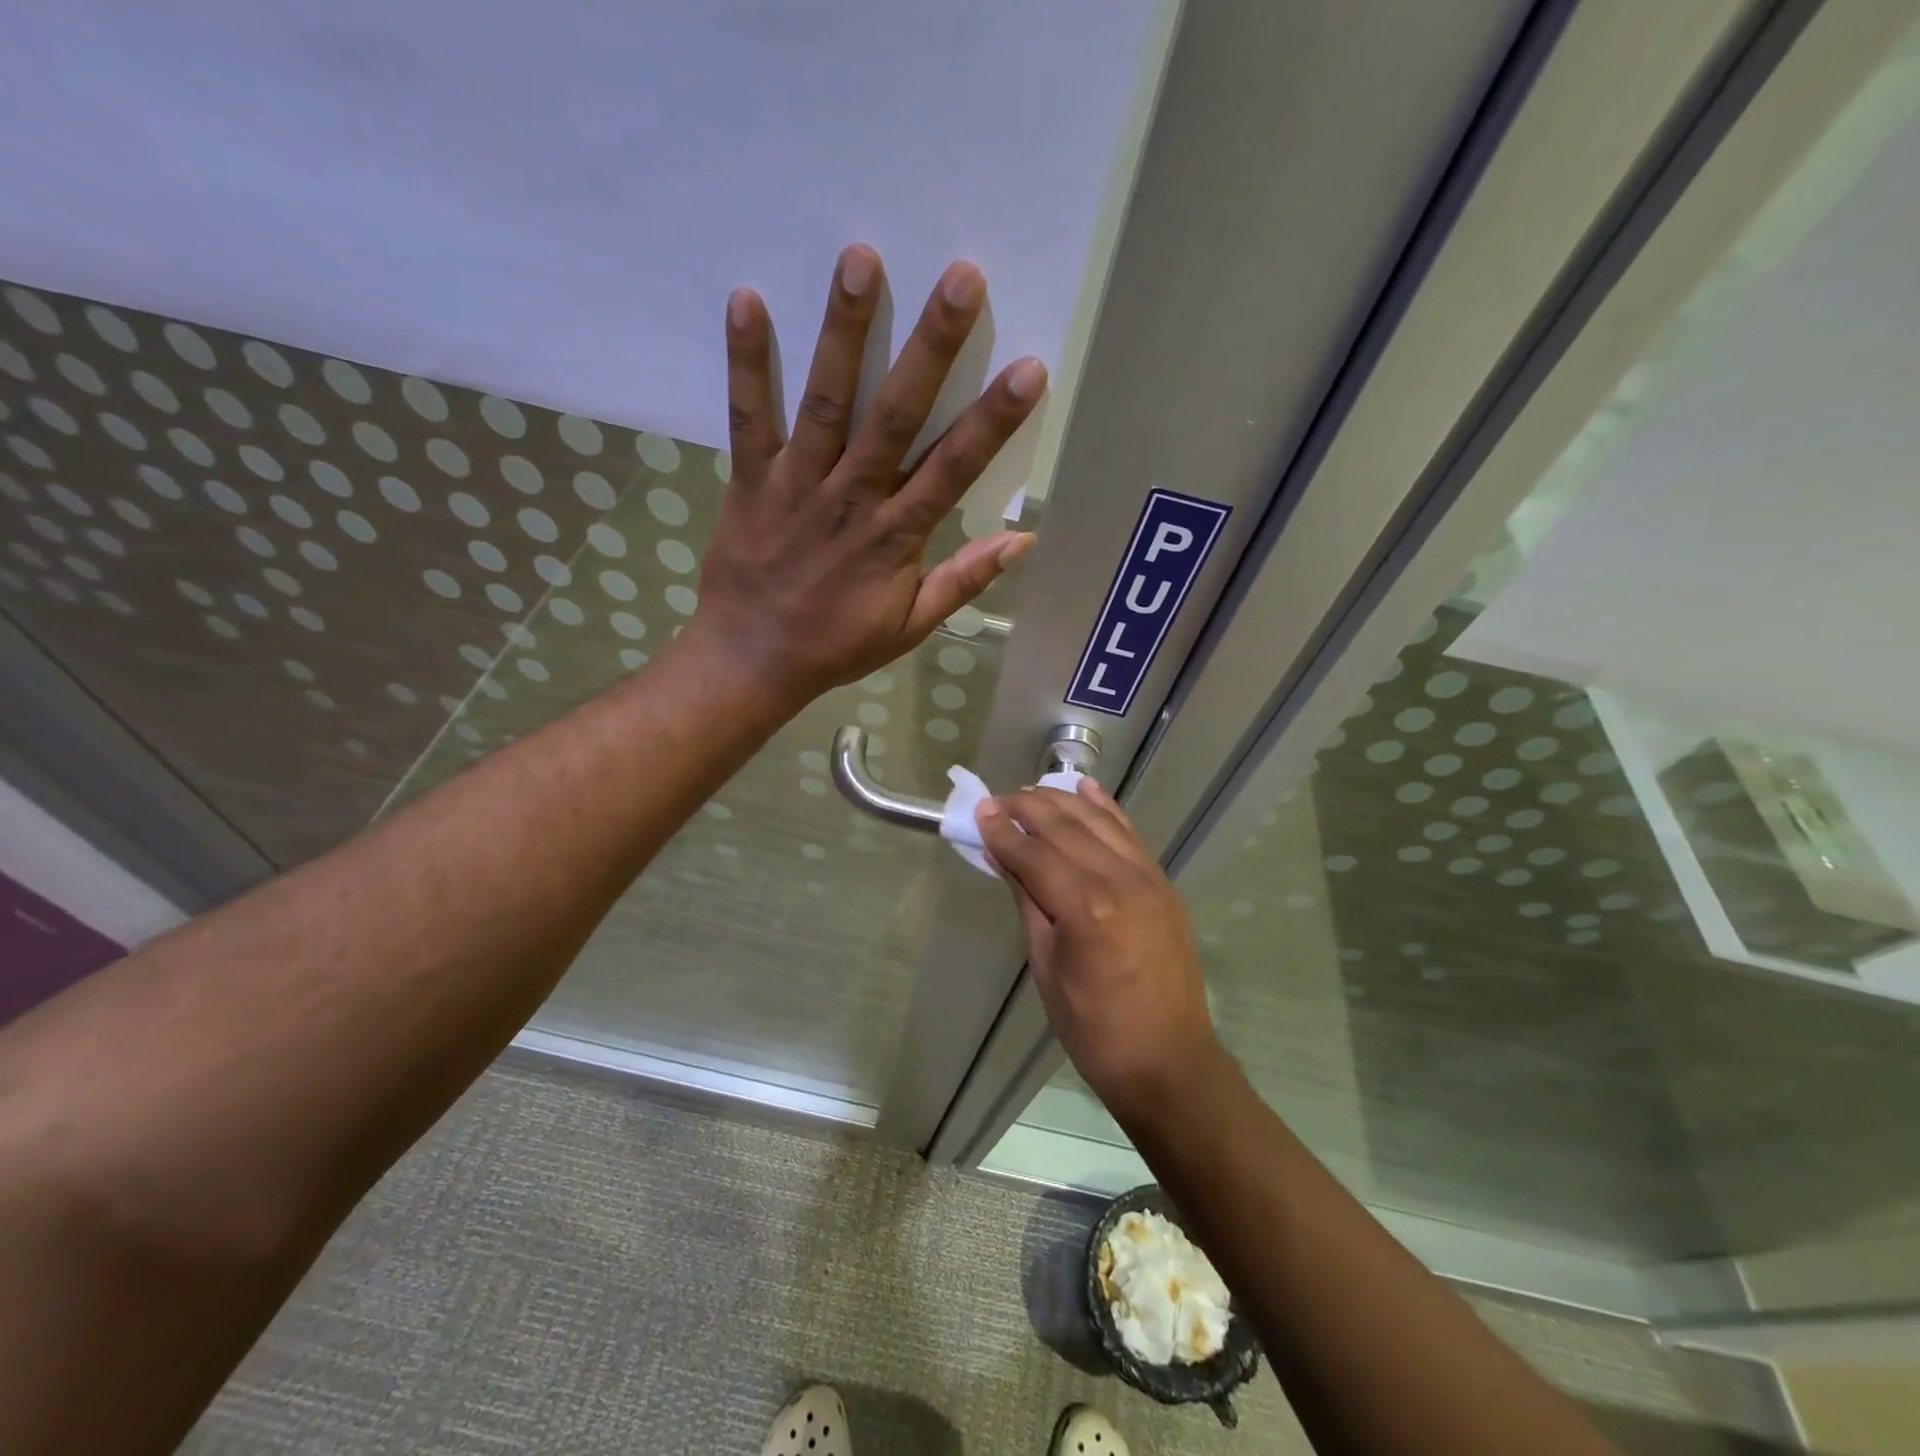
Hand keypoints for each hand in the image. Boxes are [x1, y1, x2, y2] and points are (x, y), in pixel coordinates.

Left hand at [685, 244, 1045, 705]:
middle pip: (896, 416)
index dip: (992, 420)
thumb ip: (963, 581)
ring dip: (844, 333)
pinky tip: (746, 299)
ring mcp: (798, 485)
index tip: (1028, 369)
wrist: (752, 660)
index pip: (953, 469)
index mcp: (895, 536)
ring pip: (827, 403)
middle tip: (959, 279)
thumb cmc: (837, 645)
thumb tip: (1021, 542)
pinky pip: (748, 417)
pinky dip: (747, 363)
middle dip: (930, 348)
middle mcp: (851, 499)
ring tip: (860, 259)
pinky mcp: (751, 480)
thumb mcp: (910, 626)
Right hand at [974, 779, 1220, 1120]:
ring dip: (1063, 800)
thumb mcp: (1046, 966)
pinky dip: (1106, 808)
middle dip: (1027, 807)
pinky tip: (1086, 788)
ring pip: (1099, 821)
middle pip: (1066, 827)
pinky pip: (1130, 834)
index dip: (1003, 832)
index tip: (978, 812)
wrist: (1169, 1061)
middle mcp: (1121, 882)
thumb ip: (1028, 900)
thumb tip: (1003, 855)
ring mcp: (1149, 879)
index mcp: (1087, 910)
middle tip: (997, 800)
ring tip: (1031, 792)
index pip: (1035, 855)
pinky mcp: (1164, 884)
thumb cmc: (1094, 1028)